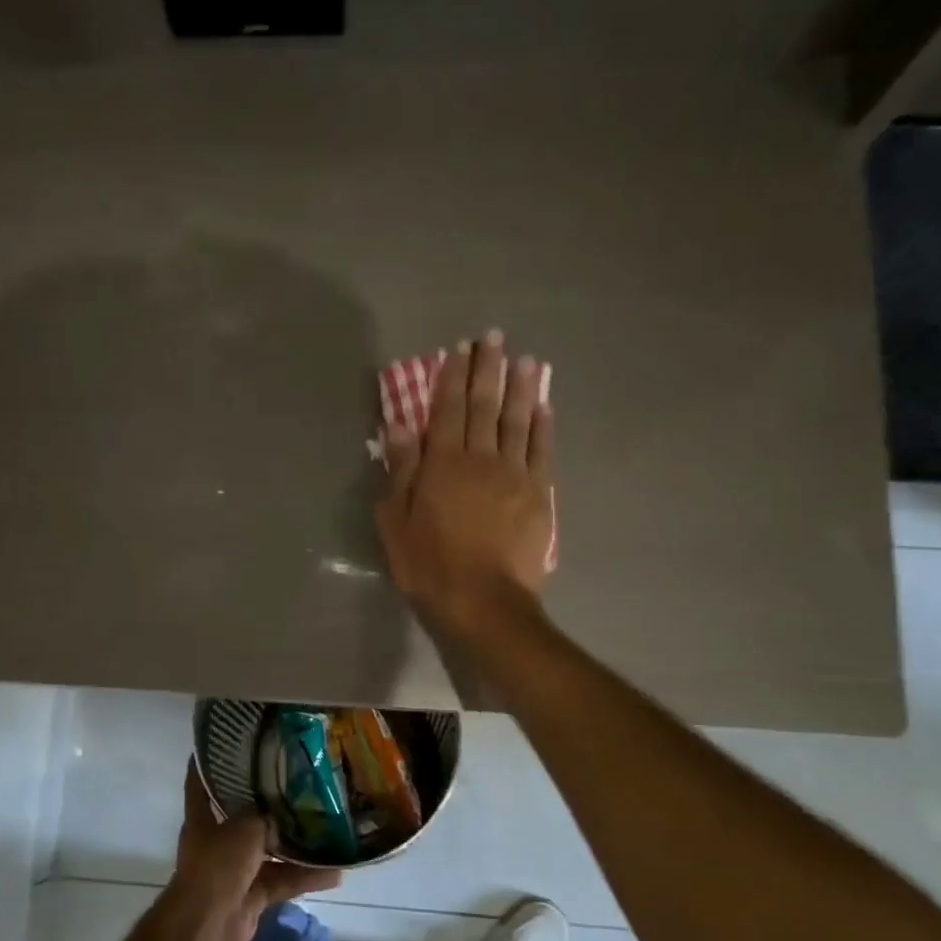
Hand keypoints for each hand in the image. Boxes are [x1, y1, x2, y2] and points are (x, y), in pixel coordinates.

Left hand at [162, 759, 340, 940]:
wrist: (207, 924)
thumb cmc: (217, 865)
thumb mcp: (244, 827)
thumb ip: (265, 816)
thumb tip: (283, 813)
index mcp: (203, 819)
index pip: (201, 784)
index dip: (209, 765)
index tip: (226, 745)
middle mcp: (218, 841)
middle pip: (244, 817)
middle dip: (269, 806)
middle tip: (299, 785)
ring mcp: (236, 870)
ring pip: (270, 851)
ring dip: (296, 846)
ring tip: (328, 829)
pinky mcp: (253, 895)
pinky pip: (283, 880)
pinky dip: (305, 878)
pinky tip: (335, 872)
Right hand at [375, 328, 552, 640]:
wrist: (485, 602)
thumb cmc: (430, 566)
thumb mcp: (396, 522)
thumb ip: (400, 471)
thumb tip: (399, 424)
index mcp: (443, 464)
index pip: (447, 410)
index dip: (452, 377)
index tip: (458, 350)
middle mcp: (481, 459)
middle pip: (485, 406)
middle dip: (488, 369)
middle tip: (494, 338)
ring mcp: (515, 475)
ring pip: (518, 421)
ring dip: (521, 388)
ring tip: (525, 360)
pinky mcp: (538, 494)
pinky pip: (542, 451)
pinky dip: (542, 426)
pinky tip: (544, 407)